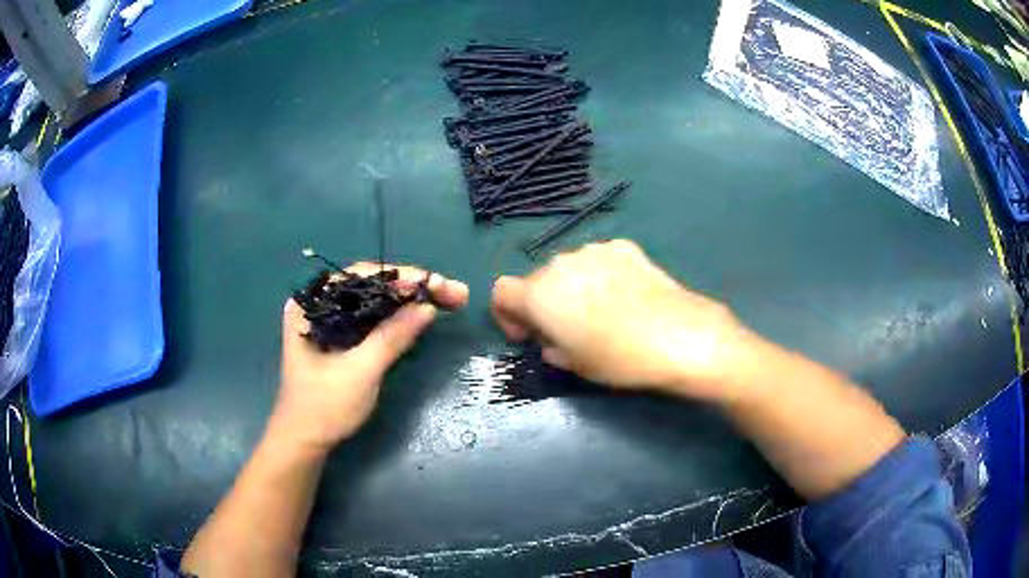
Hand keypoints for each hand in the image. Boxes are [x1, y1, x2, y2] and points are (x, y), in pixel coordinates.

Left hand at [268, 263, 468, 453]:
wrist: (304, 441)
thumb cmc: (324, 407)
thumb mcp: (361, 371)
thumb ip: (392, 336)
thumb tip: (428, 307)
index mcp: (311, 304)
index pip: (360, 276)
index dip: (401, 277)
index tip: (436, 283)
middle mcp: (318, 304)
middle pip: (370, 285)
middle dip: (411, 287)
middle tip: (452, 292)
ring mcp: (329, 321)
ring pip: (374, 301)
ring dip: (409, 300)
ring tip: (446, 298)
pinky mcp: (339, 338)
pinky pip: (371, 318)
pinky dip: (397, 317)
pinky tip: (419, 315)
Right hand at [491, 240, 753, 400]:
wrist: (679, 336)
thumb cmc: (620, 358)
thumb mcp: (574, 364)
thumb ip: (549, 345)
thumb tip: (552, 338)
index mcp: (539, 294)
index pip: (501, 292)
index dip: (507, 316)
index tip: (528, 336)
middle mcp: (560, 264)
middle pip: (537, 280)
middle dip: (543, 304)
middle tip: (567, 330)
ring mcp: (594, 251)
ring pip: (569, 269)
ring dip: (572, 288)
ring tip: (600, 313)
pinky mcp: (624, 247)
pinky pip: (598, 261)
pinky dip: (600, 276)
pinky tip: (623, 296)